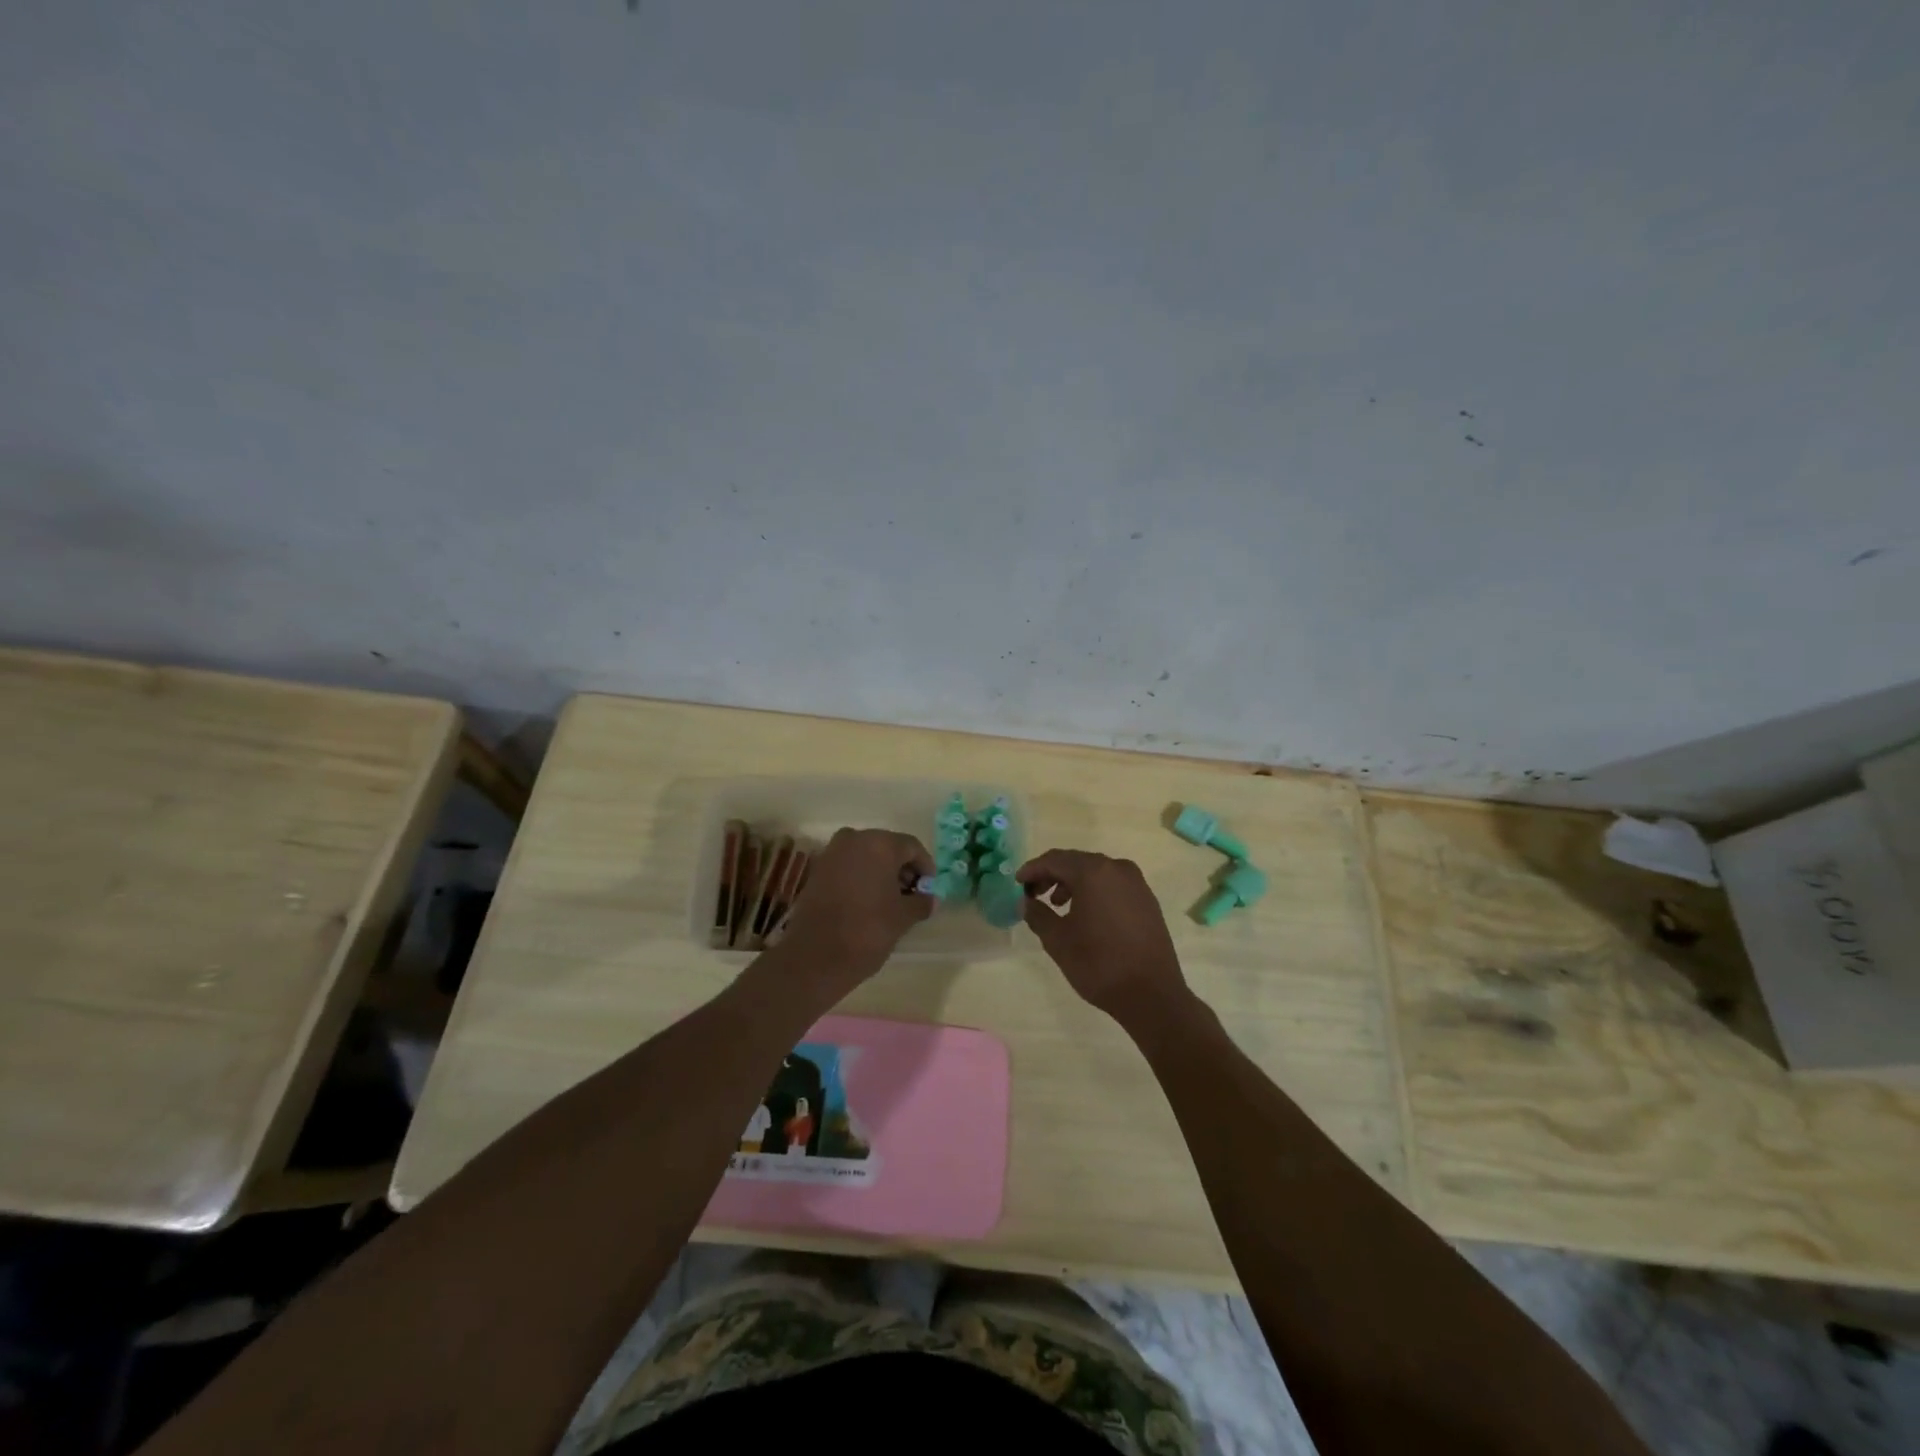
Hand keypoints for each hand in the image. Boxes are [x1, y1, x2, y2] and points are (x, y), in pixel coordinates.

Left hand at [777, 828, 934, 986]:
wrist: (815, 956)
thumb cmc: (867, 930)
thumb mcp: (903, 917)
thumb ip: (921, 903)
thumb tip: (930, 899)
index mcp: (879, 844)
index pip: (912, 847)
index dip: (925, 867)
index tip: (930, 889)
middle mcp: (854, 839)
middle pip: (888, 847)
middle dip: (902, 869)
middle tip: (912, 894)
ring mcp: (832, 853)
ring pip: (866, 856)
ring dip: (881, 873)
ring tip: (892, 901)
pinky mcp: (817, 870)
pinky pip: (848, 866)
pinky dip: (861, 877)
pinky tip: (869, 901)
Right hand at [1016, 849, 1192, 1029]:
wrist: (1152, 994)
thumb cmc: (1099, 964)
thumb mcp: (1058, 940)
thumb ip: (1037, 915)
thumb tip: (1026, 902)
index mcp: (1093, 872)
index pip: (1055, 860)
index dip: (1032, 869)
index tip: (1017, 883)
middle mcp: (1117, 868)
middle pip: (1076, 862)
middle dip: (1052, 875)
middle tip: (1033, 893)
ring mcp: (1136, 883)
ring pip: (1096, 872)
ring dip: (1072, 883)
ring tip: (1057, 905)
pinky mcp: (1147, 900)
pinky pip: (1113, 885)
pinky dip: (1094, 891)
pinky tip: (1085, 913)